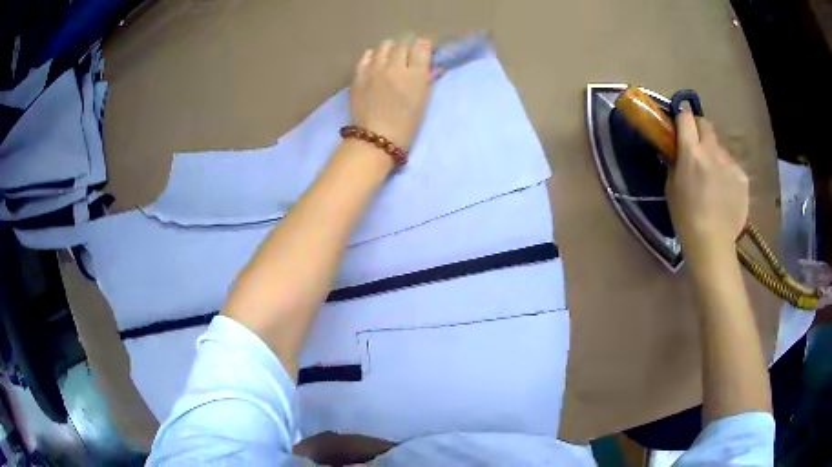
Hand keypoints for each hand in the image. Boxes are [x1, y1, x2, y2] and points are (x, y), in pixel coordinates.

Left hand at [350, 36, 433, 149]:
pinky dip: (374, 56)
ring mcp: (375, 69)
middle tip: (408, 56)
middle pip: (403, 43)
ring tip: (391, 58)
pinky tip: (376, 64)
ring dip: (391, 49)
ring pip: (385, 46)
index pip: (422, 46)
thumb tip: (429, 66)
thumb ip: (426, 80)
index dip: (424, 46)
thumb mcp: (423, 101)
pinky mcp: (359, 75)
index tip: (424, 51)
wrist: (376, 139)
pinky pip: (367, 56)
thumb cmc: (406, 125)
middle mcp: (395, 66)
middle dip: (408, 47)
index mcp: (415, 75)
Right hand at [666, 106, 748, 262]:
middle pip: (706, 124)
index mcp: (691, 152)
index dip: (682, 113)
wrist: (712, 244)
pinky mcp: (742, 177)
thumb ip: (674, 163)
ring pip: (720, 147)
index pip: (686, 117)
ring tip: (714, 178)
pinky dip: (727, 173)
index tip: (680, 117)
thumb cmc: (685, 218)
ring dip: (714, 154)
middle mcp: (712, 151)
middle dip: (699, 128)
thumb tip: (676, 150)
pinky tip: (725, 192)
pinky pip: (732, 166)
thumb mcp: (671, 188)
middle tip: (697, 144)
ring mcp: (730, 163)